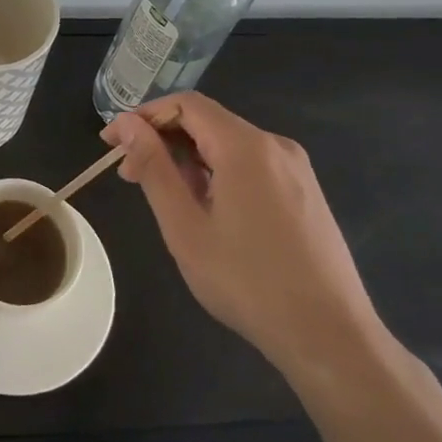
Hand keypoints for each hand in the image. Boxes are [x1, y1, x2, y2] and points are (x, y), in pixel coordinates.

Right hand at [103, 93, 386, 381]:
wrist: (330, 336)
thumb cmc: (247, 281)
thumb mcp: (185, 226)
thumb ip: (154, 167)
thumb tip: (127, 124)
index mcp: (246, 146)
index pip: (185, 105)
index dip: (143, 116)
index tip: (112, 144)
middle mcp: (275, 146)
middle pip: (208, 122)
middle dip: (163, 140)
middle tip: (130, 176)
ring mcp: (295, 169)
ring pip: (229, 145)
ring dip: (188, 159)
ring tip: (164, 198)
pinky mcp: (305, 193)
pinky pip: (251, 165)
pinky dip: (217, 173)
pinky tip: (205, 209)